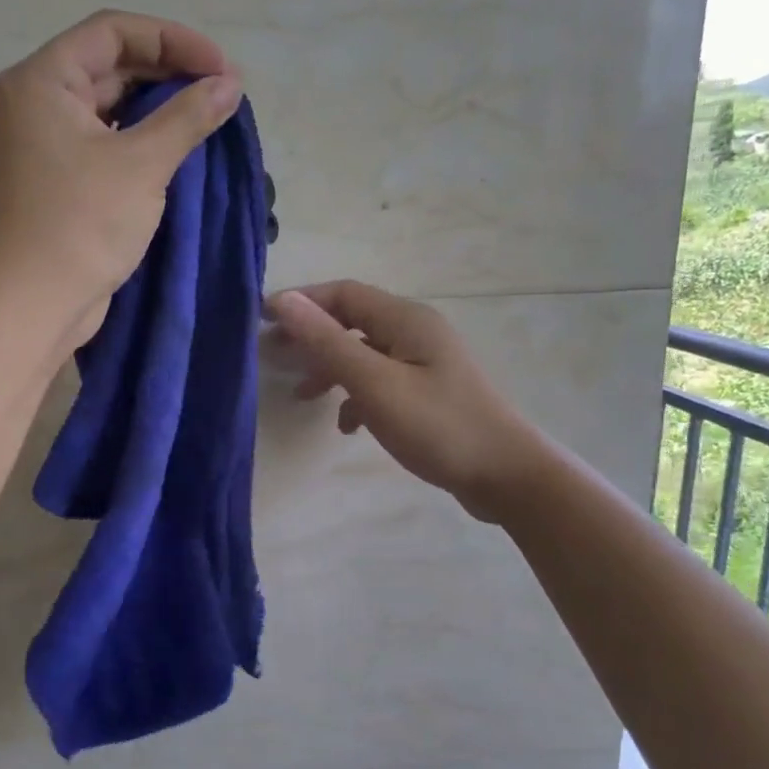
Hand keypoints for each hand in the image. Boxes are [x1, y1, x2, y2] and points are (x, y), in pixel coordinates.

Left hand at [0, 10, 242, 347]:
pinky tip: (179, 146)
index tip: (220, 67)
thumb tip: (229, 84)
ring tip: (208, 115)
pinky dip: (141, 136)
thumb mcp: (143, 163)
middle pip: (110, 63)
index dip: (172, 40)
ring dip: (158, 105)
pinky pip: (105, 137)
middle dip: (168, 72)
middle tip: (222, 91)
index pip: (113, 32)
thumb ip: (188, 116)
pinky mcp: (59, 175)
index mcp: (42, 79)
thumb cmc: (84, 223)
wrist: (39, 300)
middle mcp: (37, 100)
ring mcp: (45, 140)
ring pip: (110, 103)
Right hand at [266, 281, 544, 522]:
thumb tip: (284, 301)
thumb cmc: (438, 426)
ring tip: (301, 394)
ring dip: (331, 369)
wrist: (507, 475)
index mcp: (405, 319)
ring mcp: (425, 363)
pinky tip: (348, 425)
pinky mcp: (429, 392)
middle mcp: (416, 332)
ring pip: (364, 354)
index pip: (343, 294)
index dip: (301, 302)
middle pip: (352, 321)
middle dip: (312, 337)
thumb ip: (328, 342)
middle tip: (273, 357)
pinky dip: (358, 396)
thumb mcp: (375, 384)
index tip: (261, 321)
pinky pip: (382, 381)